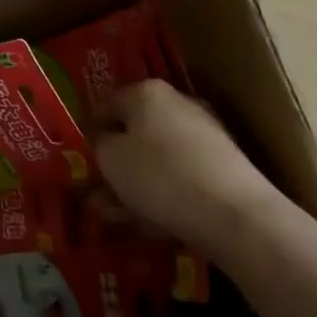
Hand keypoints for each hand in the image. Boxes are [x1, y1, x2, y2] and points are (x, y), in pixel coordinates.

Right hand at [96, 80, 280, 257]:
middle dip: (114, 166)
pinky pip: (180, 177)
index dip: (88, 133)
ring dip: (135, 186)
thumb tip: (99, 142)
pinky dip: (163, 196)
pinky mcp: (223, 168)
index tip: (79, 161)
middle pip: (134, 134)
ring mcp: (204, 136)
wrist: (237, 216)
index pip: (106, 105)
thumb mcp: (111, 159)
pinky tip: (150, 224)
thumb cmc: (161, 176)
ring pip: (157, 159)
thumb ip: (97, 147)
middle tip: (97, 196)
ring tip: (118, 219)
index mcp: (146, 92)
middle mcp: (177, 104)